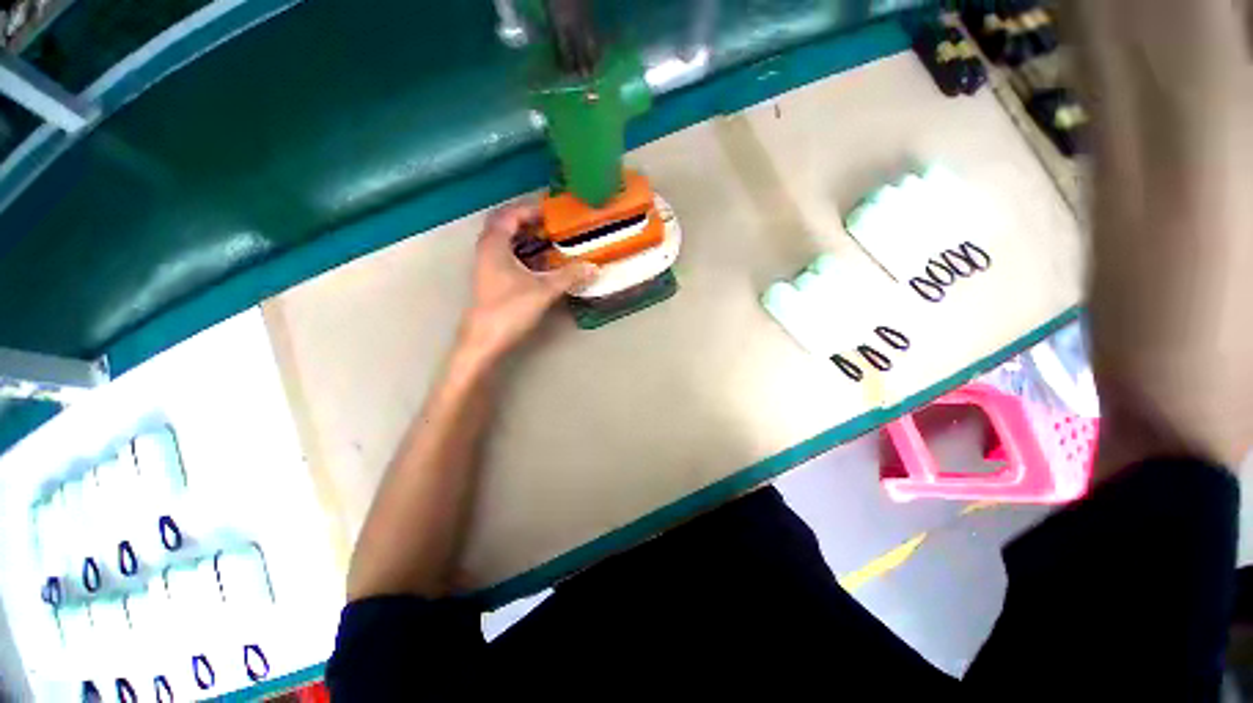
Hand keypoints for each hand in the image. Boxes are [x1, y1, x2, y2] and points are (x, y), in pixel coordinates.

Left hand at [459, 203, 596, 359]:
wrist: (483, 341)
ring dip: (524, 236)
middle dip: (527, 220)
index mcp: (495, 243)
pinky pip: (504, 254)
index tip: (553, 211)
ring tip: (549, 239)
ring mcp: (485, 265)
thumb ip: (569, 275)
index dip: (531, 209)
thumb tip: (594, 266)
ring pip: (503, 240)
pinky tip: (539, 261)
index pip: (510, 214)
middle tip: (551, 223)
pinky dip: (520, 251)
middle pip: (504, 223)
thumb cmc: (508, 310)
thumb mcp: (543, 290)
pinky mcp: (488, 279)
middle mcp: (486, 249)